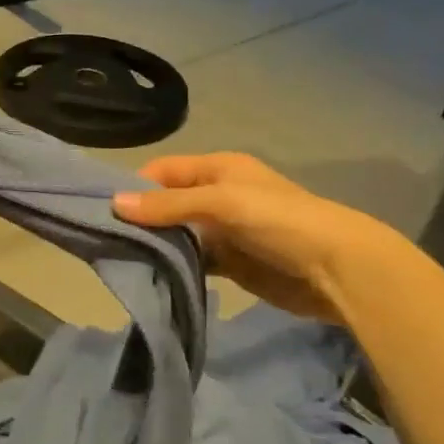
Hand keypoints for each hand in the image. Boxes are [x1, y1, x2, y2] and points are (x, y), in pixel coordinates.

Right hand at [114, 152, 396, 321]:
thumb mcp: (221, 203)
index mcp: (217, 169)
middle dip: (141, 218)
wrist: (339, 270)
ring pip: (177, 234)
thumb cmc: (279, 220)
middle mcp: (216, 195)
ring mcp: (223, 231)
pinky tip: (152, 275)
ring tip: (121, 258)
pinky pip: (192, 260)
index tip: (104, 209)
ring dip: (156, 244)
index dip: (135, 185)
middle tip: (105, 238)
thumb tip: (113, 204)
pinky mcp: (230, 263)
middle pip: (166, 203)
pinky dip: (174, 266)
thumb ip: (169, 205)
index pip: (162, 170)